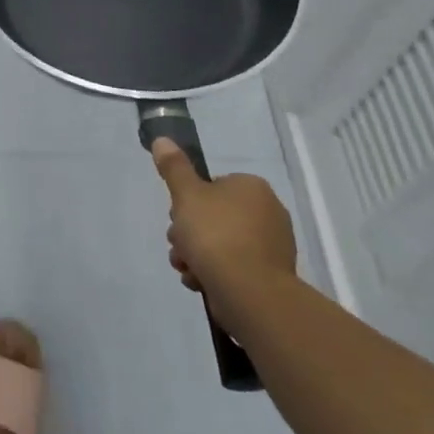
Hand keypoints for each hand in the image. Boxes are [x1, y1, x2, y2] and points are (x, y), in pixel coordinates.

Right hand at [151, 138, 296, 298]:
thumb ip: (173, 167)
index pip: (213, 186)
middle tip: (179, 245)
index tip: (177, 218)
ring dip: (197, 255)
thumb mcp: (186, 194)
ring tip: (186, 269)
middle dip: (189, 233)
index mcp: (252, 187)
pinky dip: (215, 274)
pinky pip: (235, 268)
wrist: (250, 293)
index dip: (188, 202)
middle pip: (214, 216)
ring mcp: (272, 247)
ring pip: (221, 244)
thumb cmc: (216, 235)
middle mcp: (268, 213)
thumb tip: (161, 139)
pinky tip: (200, 282)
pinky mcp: (270, 277)